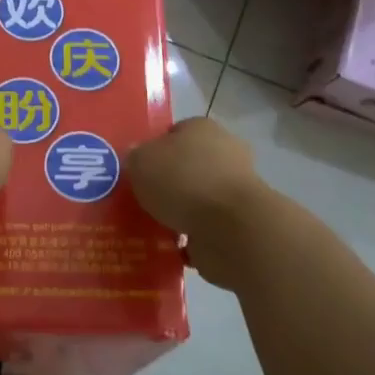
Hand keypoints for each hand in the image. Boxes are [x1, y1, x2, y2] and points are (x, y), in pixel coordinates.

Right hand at [126, 118, 262, 288]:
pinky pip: (206, 227)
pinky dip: (190, 236)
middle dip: (169, 182)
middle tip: (143, 198)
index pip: (175, 132)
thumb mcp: (142, 161)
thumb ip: (136, 157)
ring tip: (151, 225)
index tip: (138, 169)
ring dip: (180, 211)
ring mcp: (235, 190)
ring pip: (198, 198)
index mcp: (203, 129)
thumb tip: (137, 157)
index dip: (155, 148)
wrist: (230, 228)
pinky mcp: (238, 223)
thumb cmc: (184, 181)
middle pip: (188, 165)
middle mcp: (225, 153)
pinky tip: (169, 246)